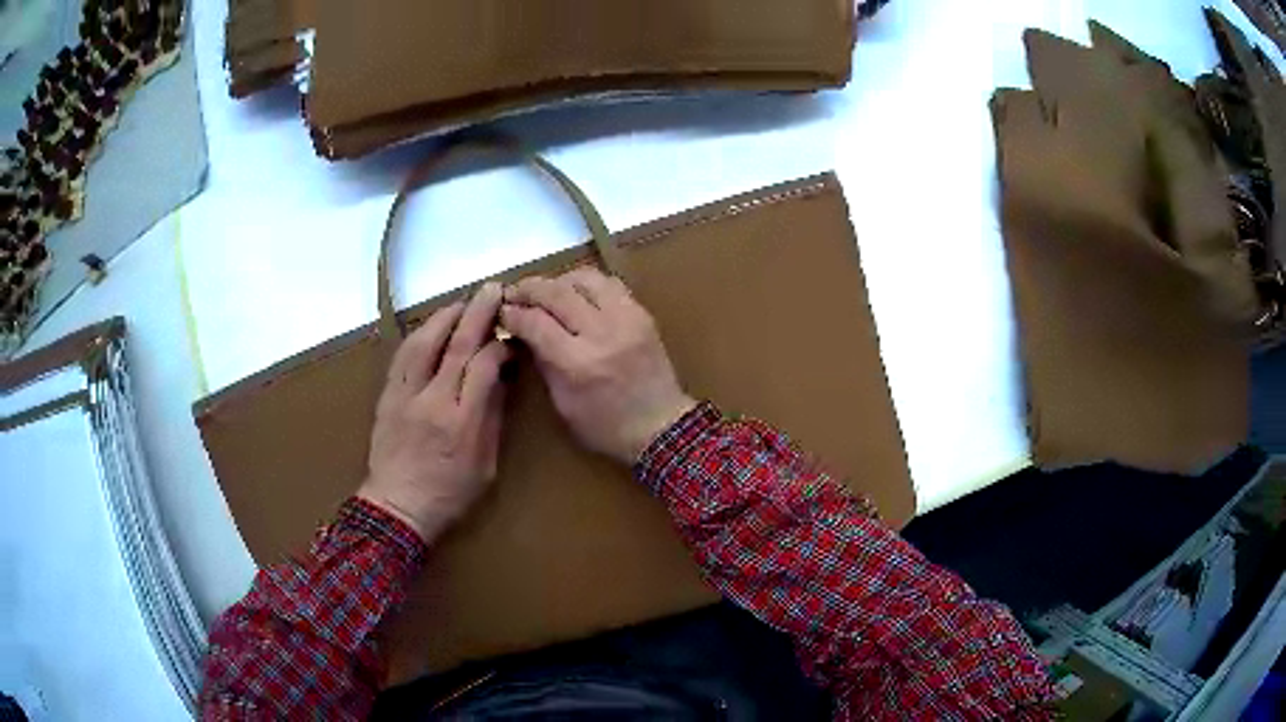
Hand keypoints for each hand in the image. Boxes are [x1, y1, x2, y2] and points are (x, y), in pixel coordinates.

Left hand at [358, 282, 510, 542]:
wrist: (397, 507)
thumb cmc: (449, 494)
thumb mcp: (485, 465)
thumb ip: (492, 418)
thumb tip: (500, 377)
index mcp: (461, 421)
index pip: (483, 366)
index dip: (499, 345)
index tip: (511, 337)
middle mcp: (432, 400)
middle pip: (456, 345)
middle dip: (477, 313)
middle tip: (492, 289)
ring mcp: (405, 395)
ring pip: (424, 343)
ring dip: (445, 317)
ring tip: (462, 302)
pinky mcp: (388, 396)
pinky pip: (402, 356)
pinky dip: (419, 335)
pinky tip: (431, 326)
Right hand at [501, 267, 695, 463]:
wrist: (662, 426)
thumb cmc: (606, 426)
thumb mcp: (563, 404)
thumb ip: (543, 362)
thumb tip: (522, 330)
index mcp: (578, 364)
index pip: (536, 323)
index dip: (513, 314)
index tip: (501, 312)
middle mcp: (602, 333)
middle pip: (556, 293)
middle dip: (529, 289)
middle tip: (514, 293)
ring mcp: (626, 318)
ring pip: (584, 278)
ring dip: (558, 281)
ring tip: (544, 291)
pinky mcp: (642, 313)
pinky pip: (609, 284)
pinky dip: (585, 283)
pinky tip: (574, 294)